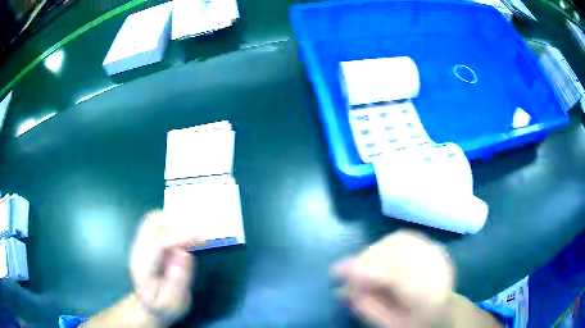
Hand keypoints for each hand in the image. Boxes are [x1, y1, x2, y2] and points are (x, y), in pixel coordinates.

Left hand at [130, 211, 201, 326]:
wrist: (149, 307)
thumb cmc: (163, 308)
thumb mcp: (173, 304)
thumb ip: (178, 281)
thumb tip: (184, 253)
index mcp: (142, 268)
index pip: (157, 243)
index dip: (178, 237)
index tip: (201, 236)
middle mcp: (139, 250)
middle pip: (152, 223)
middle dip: (177, 223)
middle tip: (199, 234)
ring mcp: (143, 244)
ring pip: (156, 220)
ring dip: (177, 222)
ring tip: (197, 235)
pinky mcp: (150, 243)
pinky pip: (162, 226)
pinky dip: (177, 226)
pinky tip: (189, 236)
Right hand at [332, 230, 454, 327]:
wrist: (445, 311)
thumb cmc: (415, 322)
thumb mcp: (389, 324)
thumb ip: (367, 307)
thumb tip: (342, 287)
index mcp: (430, 296)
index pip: (397, 277)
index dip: (366, 272)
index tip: (338, 272)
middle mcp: (438, 269)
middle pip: (397, 255)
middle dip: (365, 260)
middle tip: (342, 271)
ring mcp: (438, 253)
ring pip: (399, 242)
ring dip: (372, 251)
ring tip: (357, 265)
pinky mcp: (433, 245)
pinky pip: (404, 237)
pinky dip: (384, 243)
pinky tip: (375, 255)